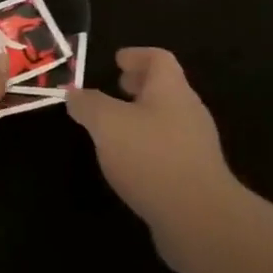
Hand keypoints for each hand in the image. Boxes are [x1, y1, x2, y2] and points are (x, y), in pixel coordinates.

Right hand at [67, 48, 241, 234]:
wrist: (198, 217)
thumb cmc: (151, 157)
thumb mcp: (107, 124)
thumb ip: (88, 105)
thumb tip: (74, 93)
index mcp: (171, 90)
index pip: (158, 58)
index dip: (137, 54)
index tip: (117, 59)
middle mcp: (188, 112)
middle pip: (166, 88)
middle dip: (140, 85)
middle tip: (117, 86)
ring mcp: (196, 145)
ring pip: (167, 119)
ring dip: (143, 116)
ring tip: (116, 126)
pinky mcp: (195, 176)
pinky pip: (169, 148)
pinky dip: (148, 144)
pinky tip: (130, 161)